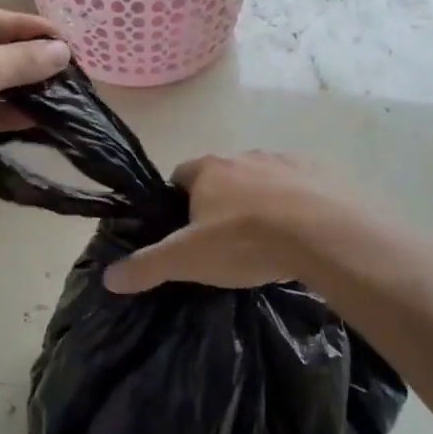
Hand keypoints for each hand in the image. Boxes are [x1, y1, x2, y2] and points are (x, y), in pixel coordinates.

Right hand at [103, 152, 330, 293]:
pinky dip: (296, 206)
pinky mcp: (322, 174)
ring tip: (267, 242)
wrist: (325, 234)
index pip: (181, 177)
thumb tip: (108, 277)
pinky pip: (300, 188)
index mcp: (208, 170)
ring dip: (259, 203)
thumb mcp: (187, 260)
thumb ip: (147, 266)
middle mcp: (243, 156)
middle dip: (220, 203)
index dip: (178, 202)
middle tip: (225, 243)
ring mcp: (285, 162)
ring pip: (262, 181)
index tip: (185, 231)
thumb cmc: (245, 241)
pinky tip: (301, 236)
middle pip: (222, 177)